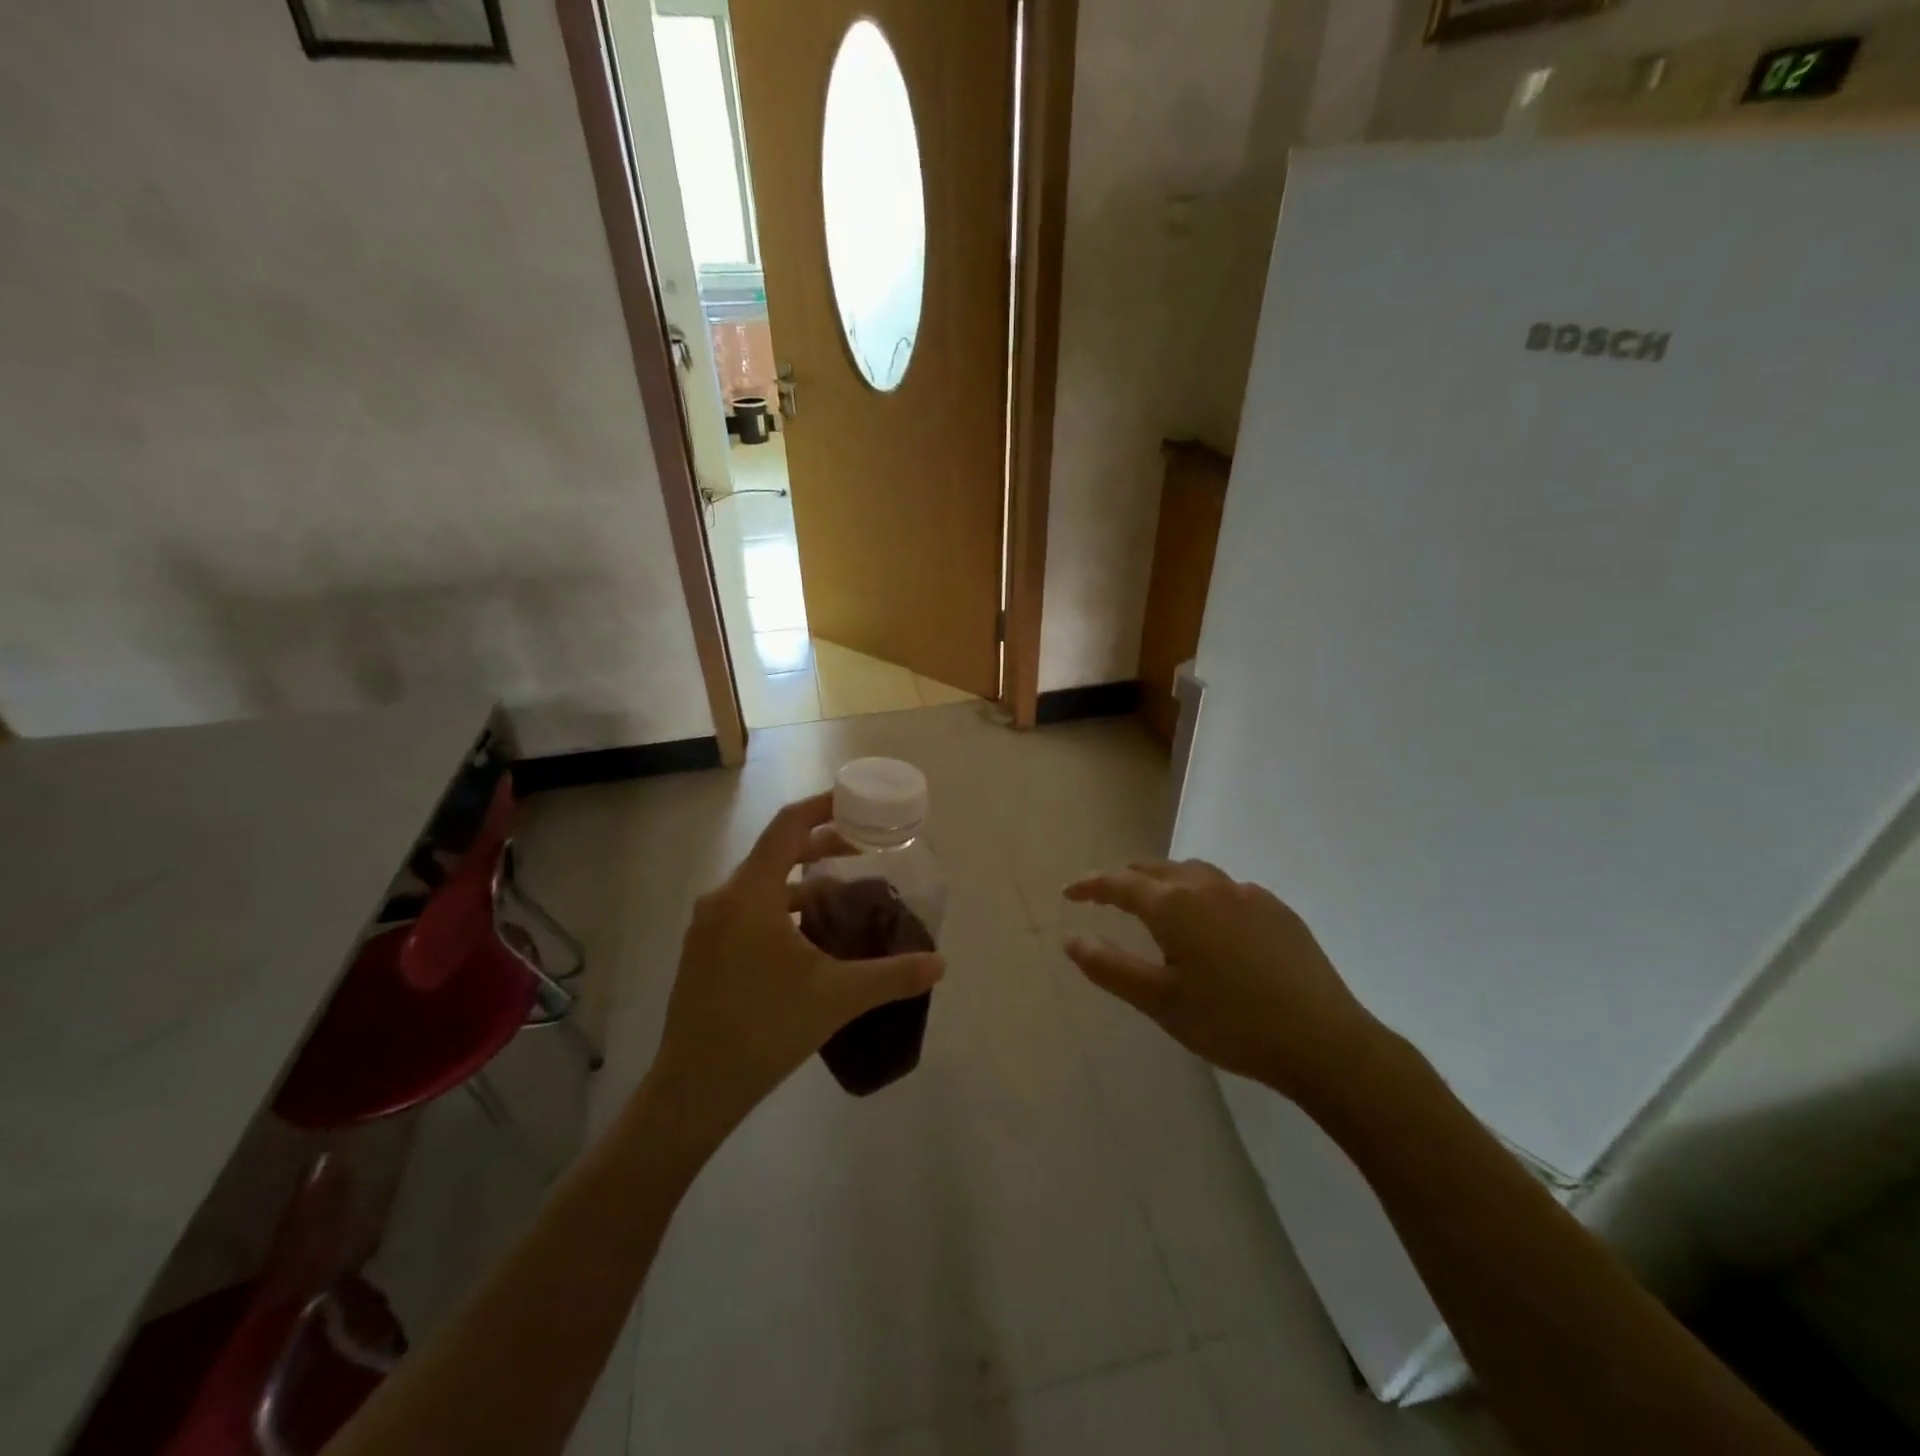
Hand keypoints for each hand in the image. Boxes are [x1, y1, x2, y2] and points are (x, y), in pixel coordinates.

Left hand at [642, 793, 945, 1153]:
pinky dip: (781, 906)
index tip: (855, 803)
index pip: (788, 826)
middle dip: (820, 846)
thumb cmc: (766, 1028)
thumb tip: (941, 964)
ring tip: (842, 895)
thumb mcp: (837, 997)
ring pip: (761, 884)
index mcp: (750, 894)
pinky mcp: (703, 951)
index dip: (822, 806)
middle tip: (863, 852)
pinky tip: (807, 937)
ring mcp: (708, 926)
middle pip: (775, 852)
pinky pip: (747, 909)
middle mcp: (723, 898)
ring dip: (801, 881)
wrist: (694, 1089)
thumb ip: (893, 975)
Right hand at [1062, 859, 1383, 1103]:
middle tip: (1105, 895)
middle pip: (1155, 868)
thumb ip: (1109, 966)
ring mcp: (1247, 894)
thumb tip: (1070, 938)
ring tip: (1155, 901)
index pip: (1119, 882)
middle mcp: (1207, 886)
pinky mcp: (1277, 910)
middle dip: (1125, 878)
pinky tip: (1211, 922)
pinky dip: (1202, 893)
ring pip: (1193, 872)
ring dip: (1164, 879)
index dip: (1089, 885)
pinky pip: (1227, 888)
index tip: (1068, 893)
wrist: (1324, 1041)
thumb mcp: (1159, 1002)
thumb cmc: (1230, 1023)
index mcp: (1174, 905)